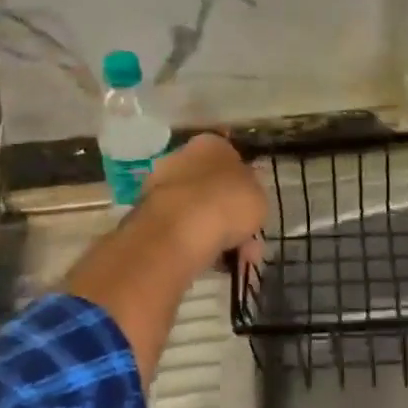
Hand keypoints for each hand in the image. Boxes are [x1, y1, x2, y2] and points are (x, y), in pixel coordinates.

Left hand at [139, 133, 268, 272]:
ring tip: (236, 261)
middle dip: (230, 216)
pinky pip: (182, 231)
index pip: (230, 158)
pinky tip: (214, 263)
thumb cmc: (228, 201)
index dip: (244, 185)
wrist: (181, 229)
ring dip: (218, 235)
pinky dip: (198, 245)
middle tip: (249, 242)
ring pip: (198, 213)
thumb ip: (252, 193)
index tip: (253, 207)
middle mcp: (182, 158)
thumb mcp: (259, 194)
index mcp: (211, 144)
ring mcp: (161, 187)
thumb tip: (244, 195)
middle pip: (212, 188)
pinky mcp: (148, 216)